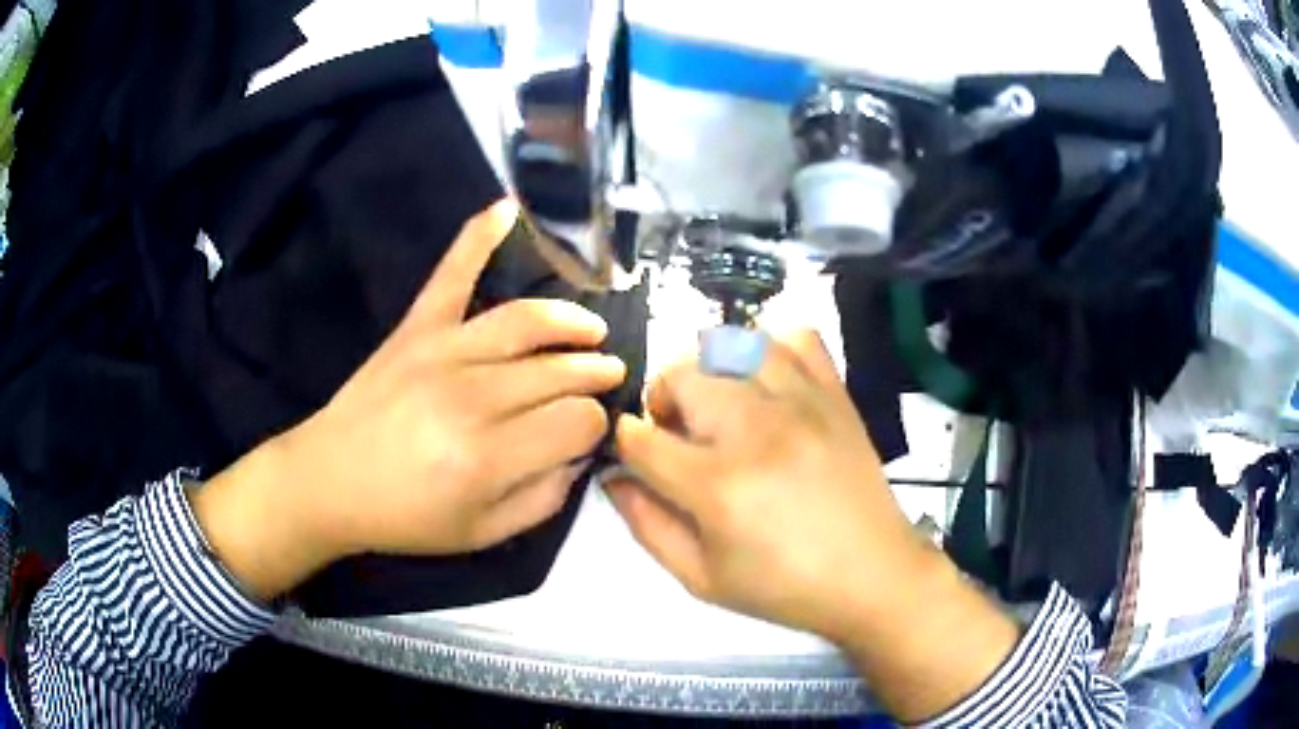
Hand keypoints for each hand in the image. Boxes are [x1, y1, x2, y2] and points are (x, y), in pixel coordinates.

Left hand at [192, 199, 625, 599]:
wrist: (329, 482)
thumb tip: (579, 454)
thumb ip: (542, 499)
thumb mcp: (482, 534)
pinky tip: (508, 209)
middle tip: (609, 375)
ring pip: (527, 321)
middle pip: (560, 371)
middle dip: (595, 374)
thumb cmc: (405, 517)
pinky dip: (479, 237)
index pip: (577, 421)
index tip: (589, 432)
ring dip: (571, 321)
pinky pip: (452, 274)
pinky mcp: (416, 328)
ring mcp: (442, 351)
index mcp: (490, 457)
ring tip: (592, 330)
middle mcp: (473, 397)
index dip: (596, 425)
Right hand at [607, 330, 924, 641]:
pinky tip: (766, 381)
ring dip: (710, 370)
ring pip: (732, 344)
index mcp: (716, 485)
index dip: (626, 442)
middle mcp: (755, 429)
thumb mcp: (701, 578)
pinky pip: (797, 337)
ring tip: (719, 403)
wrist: (873, 575)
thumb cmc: (784, 587)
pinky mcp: (834, 394)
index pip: (642, 438)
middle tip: (678, 433)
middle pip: (682, 376)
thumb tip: (613, 478)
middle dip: (662, 400)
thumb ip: (647, 526)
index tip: (635, 453)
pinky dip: (771, 347)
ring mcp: (801, 402)